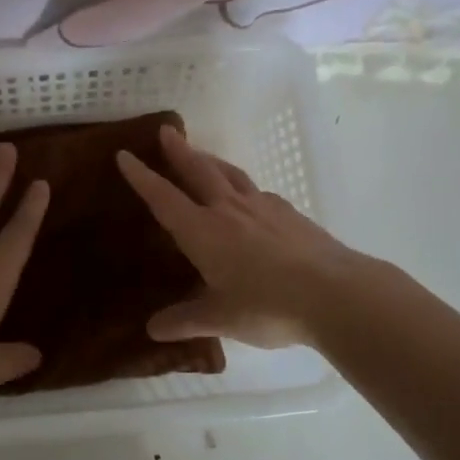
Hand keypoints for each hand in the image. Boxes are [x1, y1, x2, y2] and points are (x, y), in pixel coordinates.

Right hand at [117, 125, 363, 348]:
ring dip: (211, 161)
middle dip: (179, 151)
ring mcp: (263, 207)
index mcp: (203, 230)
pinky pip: (258, 192)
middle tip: (166, 131)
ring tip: (203, 154)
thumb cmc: (267, 305)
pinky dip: (244, 187)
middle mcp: (228, 210)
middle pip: (199, 171)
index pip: (163, 198)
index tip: (124, 155)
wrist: (335, 293)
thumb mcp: (221, 318)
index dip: (142, 177)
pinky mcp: (290, 214)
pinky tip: (250, 197)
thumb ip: (186, 320)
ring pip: (230, 175)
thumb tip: (154, 329)